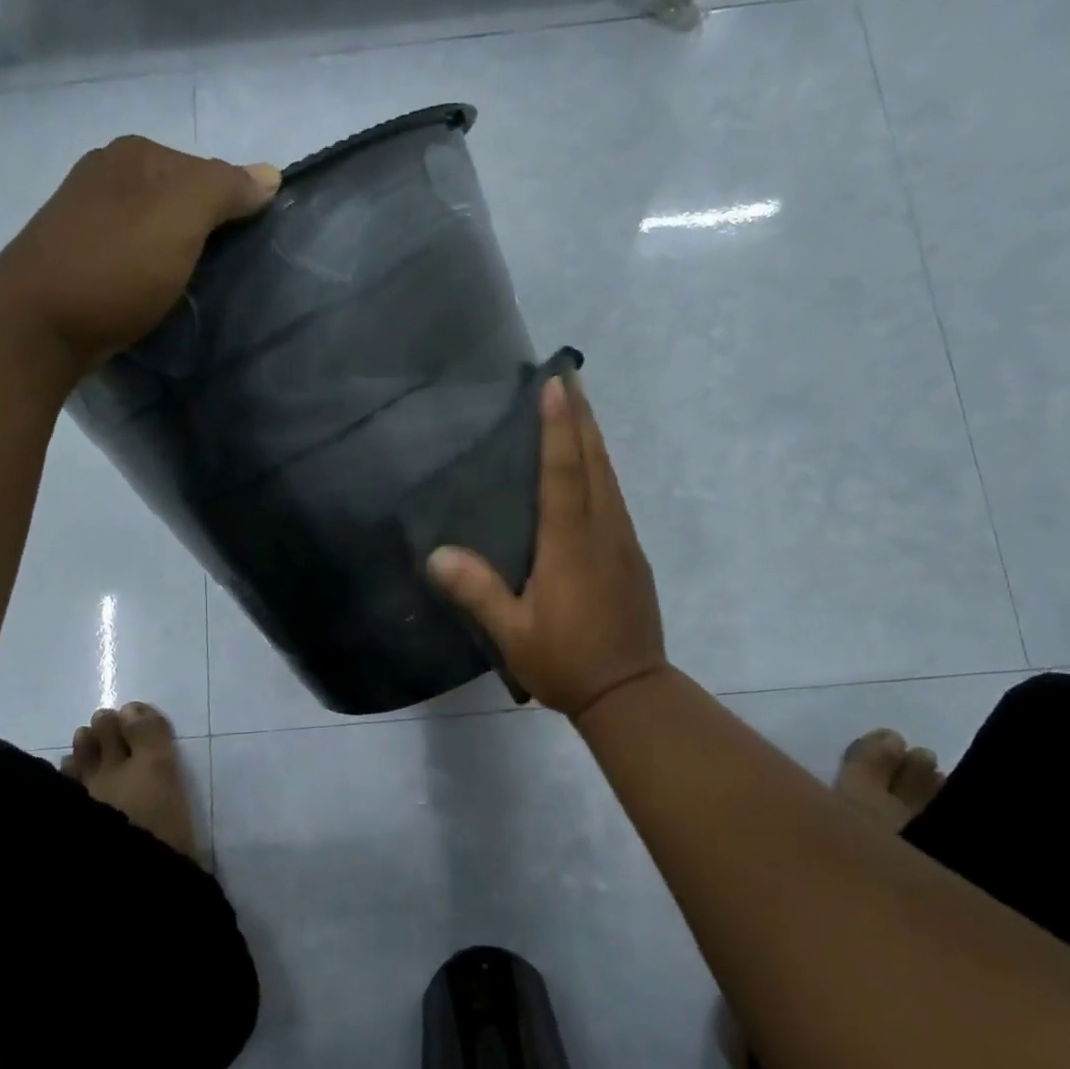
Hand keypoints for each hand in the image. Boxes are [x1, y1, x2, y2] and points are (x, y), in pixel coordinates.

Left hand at [0, 135, 279, 361]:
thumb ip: (225, 189)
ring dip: (181, 253)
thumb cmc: (116, 265)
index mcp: (136, 154)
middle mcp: (109, 172)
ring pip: (158, 226)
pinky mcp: (79, 254)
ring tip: (196, 288)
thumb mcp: (181, 216)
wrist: (39, 325)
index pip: (210, 170)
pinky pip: (135, 252)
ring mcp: (88, 213)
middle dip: (208, 231)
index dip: (236, 208)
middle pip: (183, 197)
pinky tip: (158, 293)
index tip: (249, 250)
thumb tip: (270, 174)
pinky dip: (154, 269)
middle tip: (227, 273)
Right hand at [428, 373, 668, 720]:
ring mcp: (623, 543)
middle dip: (582, 417)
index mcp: (570, 544)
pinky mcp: (632, 558)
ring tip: (581, 409)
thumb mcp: (513, 634)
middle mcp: (601, 532)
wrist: (630, 692)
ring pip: (610, 477)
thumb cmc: (567, 661)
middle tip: (571, 376)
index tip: (556, 385)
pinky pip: (615, 498)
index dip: (558, 427)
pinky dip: (602, 470)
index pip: (563, 472)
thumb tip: (437, 555)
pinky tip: (592, 470)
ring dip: (594, 439)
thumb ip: (478, 592)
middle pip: (594, 462)